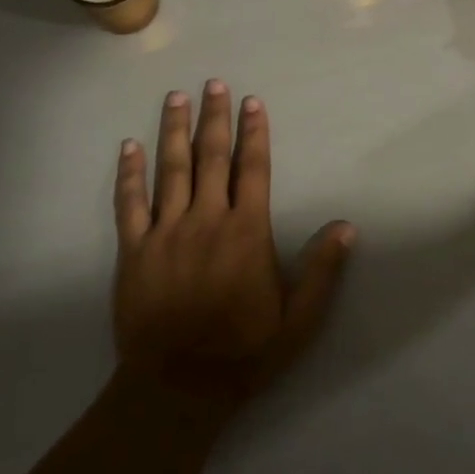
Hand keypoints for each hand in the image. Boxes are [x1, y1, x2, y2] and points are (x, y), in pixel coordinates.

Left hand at [112, 81, 354, 416]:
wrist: (177, 389)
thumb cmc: (244, 352)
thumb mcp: (299, 320)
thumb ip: (322, 271)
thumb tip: (346, 226)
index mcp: (246, 232)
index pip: (253, 169)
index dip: (255, 132)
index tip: (253, 102)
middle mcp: (205, 221)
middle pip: (211, 157)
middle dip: (215, 117)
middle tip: (213, 83)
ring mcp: (165, 233)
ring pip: (170, 170)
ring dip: (174, 131)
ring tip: (176, 98)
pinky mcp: (133, 251)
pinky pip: (129, 204)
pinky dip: (129, 173)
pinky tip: (128, 146)